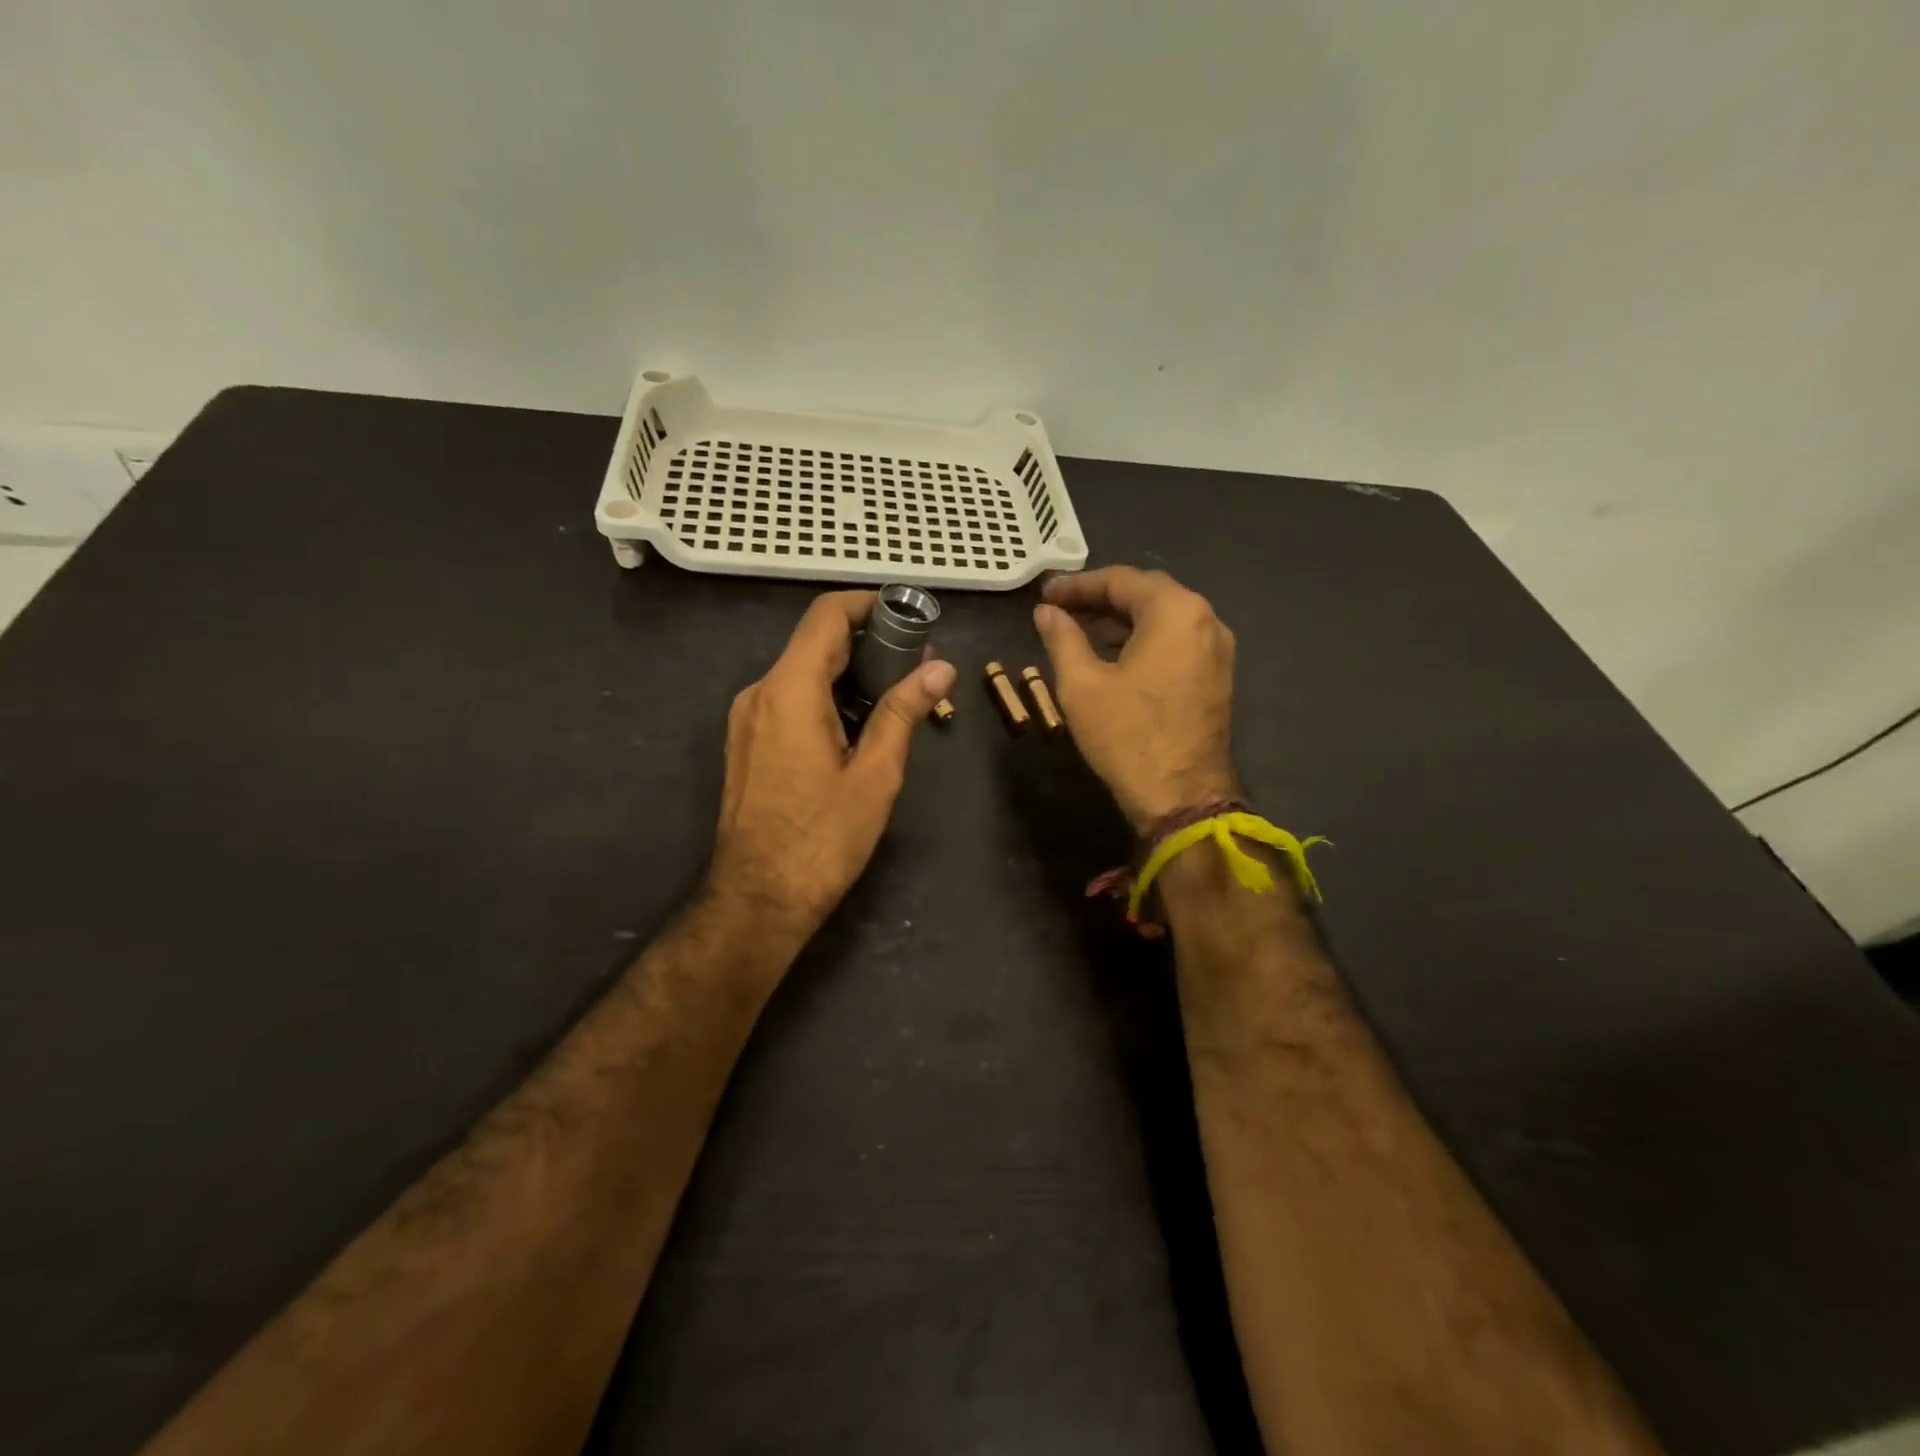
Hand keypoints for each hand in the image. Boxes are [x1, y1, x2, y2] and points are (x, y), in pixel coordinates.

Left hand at [710, 591, 955, 942]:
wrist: (758, 899)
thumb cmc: (823, 839)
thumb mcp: (875, 775)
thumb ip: (902, 712)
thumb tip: (940, 669)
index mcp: (789, 690)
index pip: (827, 616)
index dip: (869, 605)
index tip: (909, 617)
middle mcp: (760, 692)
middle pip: (815, 642)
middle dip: (867, 642)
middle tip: (916, 665)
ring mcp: (747, 718)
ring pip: (802, 672)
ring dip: (848, 673)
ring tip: (896, 697)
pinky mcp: (747, 742)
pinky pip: (789, 699)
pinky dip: (826, 697)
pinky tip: (859, 725)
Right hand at [1032, 566, 1239, 832]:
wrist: (1181, 797)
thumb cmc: (1127, 736)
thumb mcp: (1081, 685)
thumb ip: (1062, 638)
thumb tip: (1046, 612)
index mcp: (1175, 612)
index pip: (1121, 580)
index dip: (1078, 585)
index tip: (1045, 595)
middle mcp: (1206, 619)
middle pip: (1147, 593)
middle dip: (1102, 597)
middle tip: (1061, 609)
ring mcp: (1217, 648)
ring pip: (1164, 617)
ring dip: (1123, 618)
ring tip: (1081, 631)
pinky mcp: (1218, 675)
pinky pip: (1178, 640)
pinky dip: (1145, 638)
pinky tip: (1115, 655)